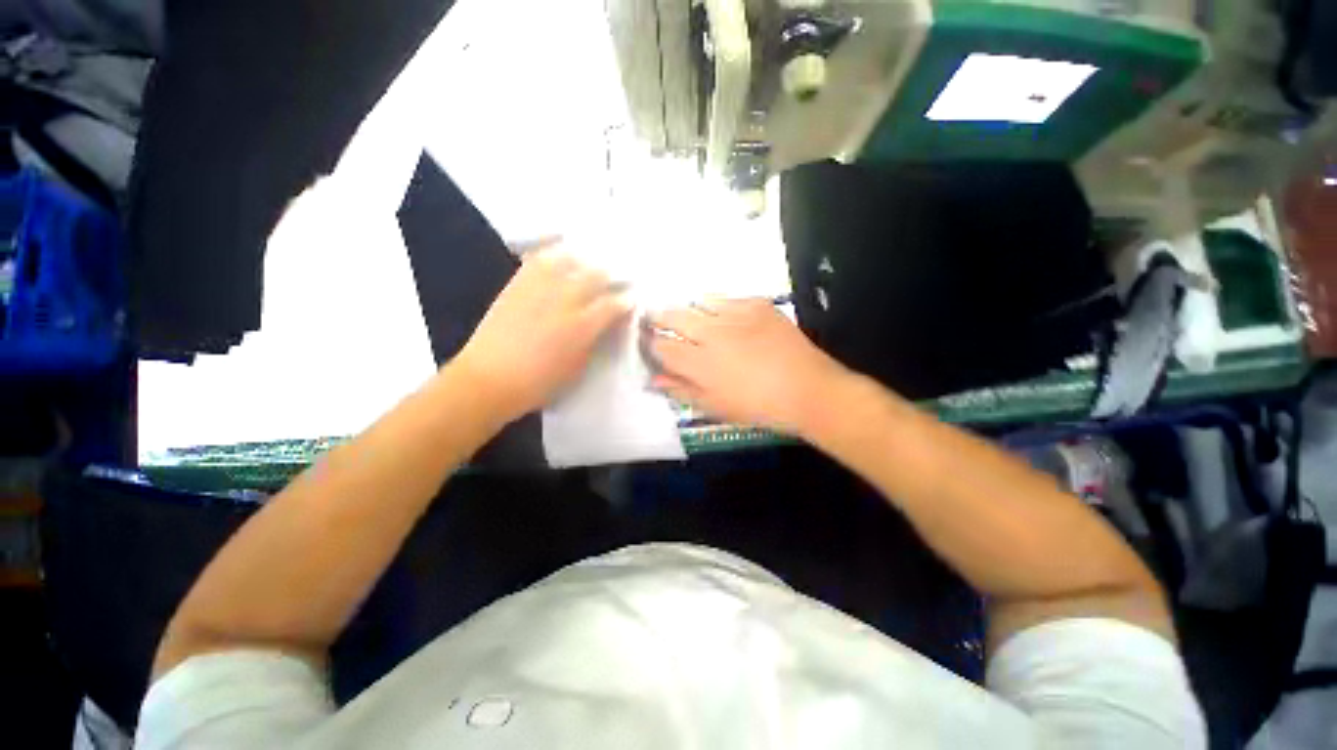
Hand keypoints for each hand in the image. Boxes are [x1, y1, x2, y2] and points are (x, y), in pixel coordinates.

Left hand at [453, 242, 631, 421]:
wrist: (488, 379)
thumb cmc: (539, 384)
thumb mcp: (577, 368)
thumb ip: (593, 342)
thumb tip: (602, 327)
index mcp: (583, 326)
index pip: (613, 304)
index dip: (626, 300)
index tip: (631, 299)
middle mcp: (564, 300)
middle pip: (595, 276)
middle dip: (609, 276)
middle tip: (614, 280)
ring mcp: (539, 289)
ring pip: (568, 261)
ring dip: (583, 261)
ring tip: (588, 264)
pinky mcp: (517, 285)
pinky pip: (537, 260)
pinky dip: (551, 255)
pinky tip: (558, 257)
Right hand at [647, 299, 847, 434]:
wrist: (807, 390)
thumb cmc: (758, 407)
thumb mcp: (715, 407)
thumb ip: (681, 389)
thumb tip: (655, 378)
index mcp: (700, 363)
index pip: (661, 346)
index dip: (651, 343)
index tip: (651, 343)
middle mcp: (712, 333)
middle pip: (673, 316)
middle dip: (660, 318)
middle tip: (659, 321)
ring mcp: (735, 314)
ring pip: (699, 302)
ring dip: (692, 311)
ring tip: (696, 320)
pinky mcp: (757, 304)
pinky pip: (728, 298)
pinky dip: (720, 307)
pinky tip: (728, 320)